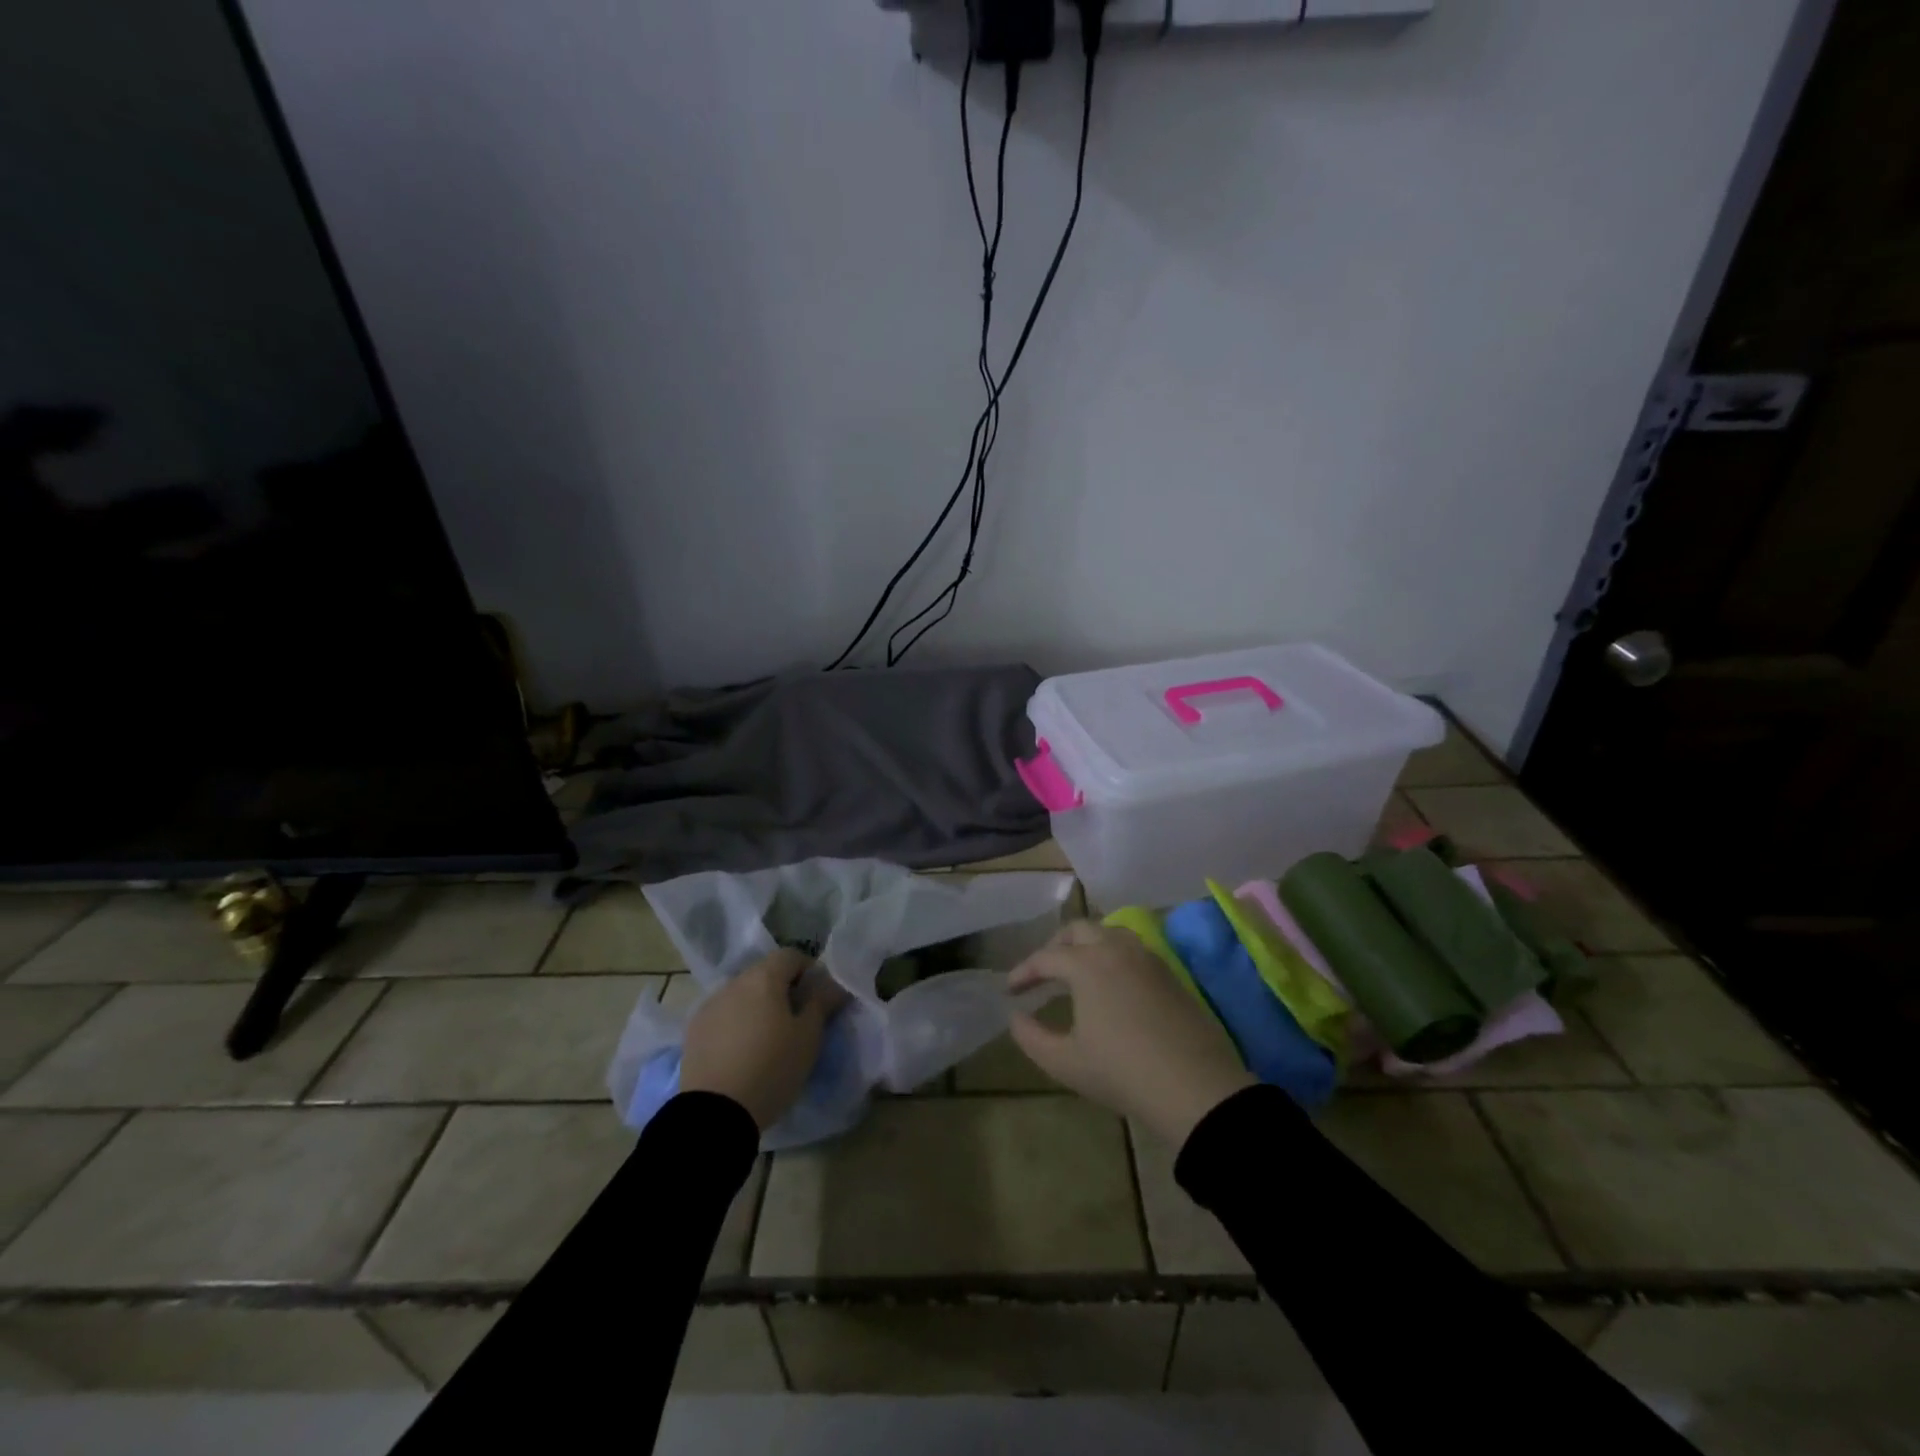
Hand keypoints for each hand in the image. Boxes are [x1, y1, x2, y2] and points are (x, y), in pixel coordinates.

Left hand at [680, 949, 848, 1130]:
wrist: (714, 1114)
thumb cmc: (771, 1069)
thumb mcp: (808, 1037)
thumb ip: (821, 1002)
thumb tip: (832, 983)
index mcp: (763, 978)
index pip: (791, 955)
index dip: (808, 970)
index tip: (817, 997)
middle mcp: (733, 983)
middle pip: (764, 973)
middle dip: (783, 989)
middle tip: (796, 1020)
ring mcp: (709, 1006)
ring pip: (742, 994)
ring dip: (757, 1006)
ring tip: (767, 1038)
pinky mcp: (693, 1031)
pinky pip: (723, 1015)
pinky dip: (736, 1023)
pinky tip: (741, 1052)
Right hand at [1009, 921, 1254, 1147]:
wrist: (1194, 1087)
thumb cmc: (1121, 1072)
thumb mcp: (1065, 1062)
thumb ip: (1031, 1037)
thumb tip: (1015, 1017)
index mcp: (1086, 964)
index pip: (1045, 957)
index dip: (1023, 972)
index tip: (1009, 990)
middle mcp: (1115, 949)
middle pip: (1078, 930)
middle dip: (1054, 946)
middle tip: (1042, 972)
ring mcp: (1147, 958)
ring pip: (1109, 932)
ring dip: (1087, 944)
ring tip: (1077, 970)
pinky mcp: (1169, 973)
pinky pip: (1133, 948)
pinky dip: (1112, 954)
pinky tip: (1112, 982)